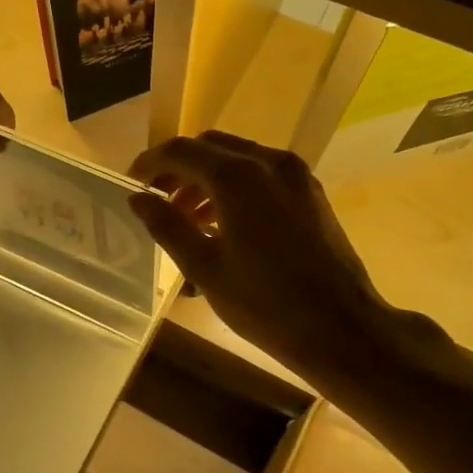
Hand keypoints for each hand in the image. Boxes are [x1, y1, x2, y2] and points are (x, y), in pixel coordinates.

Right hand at [128, 132, 407, 375]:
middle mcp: (267, 162)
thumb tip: (138, 198)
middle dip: (179, 167)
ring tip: (186, 216)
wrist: (340, 327)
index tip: (132, 182)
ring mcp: (294, 174)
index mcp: (236, 177)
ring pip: (238, 157)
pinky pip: (262, 172)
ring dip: (206, 176)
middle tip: (157, 198)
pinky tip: (223, 220)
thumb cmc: (264, 302)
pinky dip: (235, 184)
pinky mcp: (310, 191)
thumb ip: (166, 225)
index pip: (180, 151)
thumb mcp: (203, 267)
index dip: (150, 163)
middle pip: (210, 146)